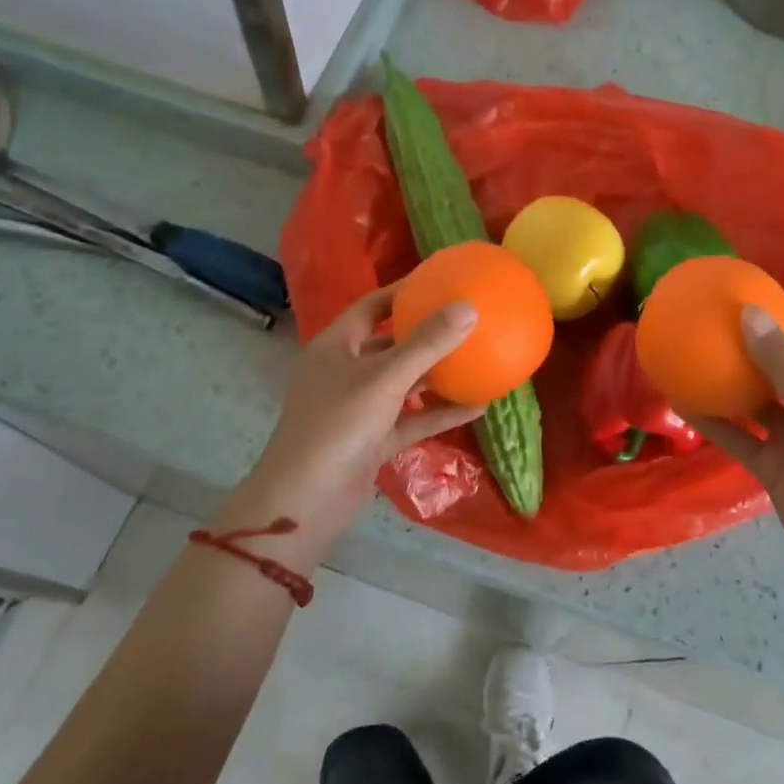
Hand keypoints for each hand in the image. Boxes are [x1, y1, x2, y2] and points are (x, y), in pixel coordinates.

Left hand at [227, 285, 483, 557]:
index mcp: (337, 346)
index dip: (402, 291)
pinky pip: (412, 418)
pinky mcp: (374, 440)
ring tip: (478, 358)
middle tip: (465, 319)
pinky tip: (478, 406)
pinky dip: (440, 412)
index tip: (439, 281)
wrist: (305, 502)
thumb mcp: (384, 378)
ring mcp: (360, 408)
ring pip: (404, 383)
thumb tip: (469, 307)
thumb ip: (426, 343)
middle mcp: (347, 372)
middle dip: (425, 333)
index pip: (371, 306)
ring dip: (437, 374)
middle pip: (390, 343)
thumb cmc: (337, 425)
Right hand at [688, 308, 783, 585]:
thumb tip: (749, 312)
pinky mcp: (773, 463)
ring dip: (728, 383)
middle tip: (709, 323)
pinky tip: (683, 404)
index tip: (743, 296)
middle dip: (748, 346)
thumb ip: (782, 362)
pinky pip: (739, 435)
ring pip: (756, 401)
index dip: (782, 316)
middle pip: (780, 367)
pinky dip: (715, 421)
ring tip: (691, 356)